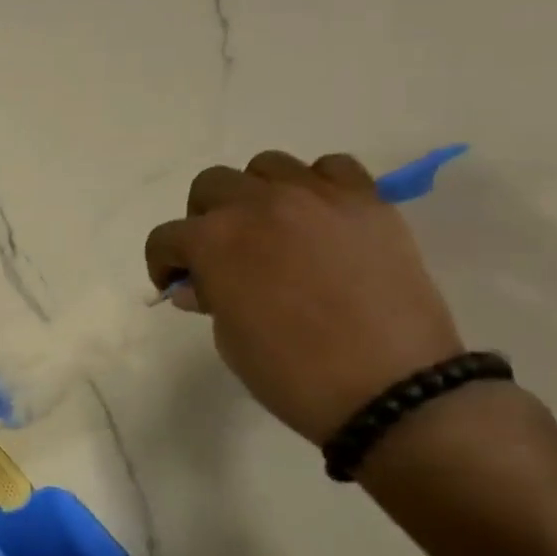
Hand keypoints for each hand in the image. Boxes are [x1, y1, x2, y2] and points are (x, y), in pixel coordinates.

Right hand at [144, 151, 464, 444]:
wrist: (392, 388)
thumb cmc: (291, 372)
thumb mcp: (230, 339)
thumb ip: (211, 298)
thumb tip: (200, 285)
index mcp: (213, 241)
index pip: (166, 237)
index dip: (164, 263)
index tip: (177, 284)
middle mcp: (258, 205)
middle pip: (211, 186)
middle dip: (204, 218)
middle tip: (221, 252)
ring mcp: (316, 198)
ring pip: (267, 166)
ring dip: (257, 194)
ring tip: (273, 229)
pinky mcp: (367, 202)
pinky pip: (332, 168)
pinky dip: (317, 186)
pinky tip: (320, 219)